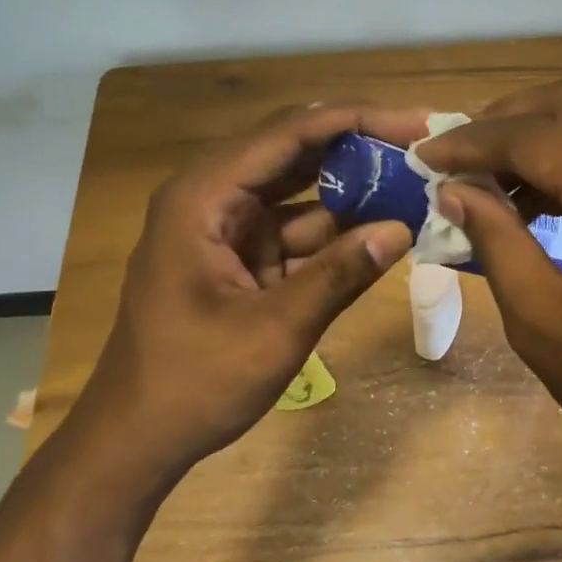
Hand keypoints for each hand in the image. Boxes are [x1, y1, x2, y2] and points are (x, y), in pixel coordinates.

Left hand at [74, 104, 423, 479]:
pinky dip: (338, 232)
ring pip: (302, 192)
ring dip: (354, 190)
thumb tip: (403, 229)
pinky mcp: (243, 258)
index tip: (415, 123)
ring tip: (416, 183)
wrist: (137, 439)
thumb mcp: (275, 330)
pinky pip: (298, 231)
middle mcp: (213, 198)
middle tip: (423, 146)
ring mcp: (228, 229)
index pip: (289, 135)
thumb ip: (339, 275)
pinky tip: (384, 229)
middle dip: (359, 148)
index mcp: (204, 198)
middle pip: (295, 153)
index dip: (356, 121)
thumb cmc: (193, 383)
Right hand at [417, 82, 561, 509]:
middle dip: (508, 120)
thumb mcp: (542, 317)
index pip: (536, 136)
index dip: (472, 143)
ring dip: (545, 135)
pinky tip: (549, 195)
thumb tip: (453, 190)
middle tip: (459, 156)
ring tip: (495, 180)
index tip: (425, 156)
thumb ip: (494, 238)